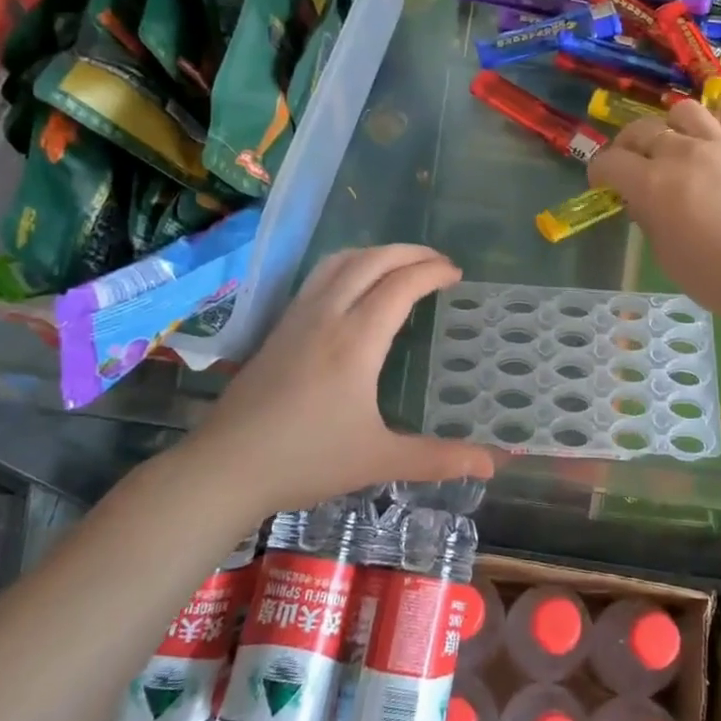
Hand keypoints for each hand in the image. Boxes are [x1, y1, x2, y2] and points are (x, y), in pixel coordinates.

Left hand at [186, 246, 493, 515]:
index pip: (401, 284)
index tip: (456, 274)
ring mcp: (298, 318)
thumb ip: (439, 458)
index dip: (432, 272)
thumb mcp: (379, 459)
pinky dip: (349, 265)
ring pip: (340, 262)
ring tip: (401, 265)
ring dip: (377, 253)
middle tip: (439, 263)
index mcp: (356, 340)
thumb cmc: (306, 461)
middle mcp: (327, 316)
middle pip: (372, 260)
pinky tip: (355, 288)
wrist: (225, 468)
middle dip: (410, 252)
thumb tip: (495, 464)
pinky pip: (320, 277)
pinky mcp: (279, 327)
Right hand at [587, 99, 720, 322]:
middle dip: (628, 145)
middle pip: (643, 130)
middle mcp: (684, 153)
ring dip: (671, 128)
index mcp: (653, 183)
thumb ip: (649, 219)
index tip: (603, 183)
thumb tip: (643, 201)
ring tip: (675, 147)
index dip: (600, 171)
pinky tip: (716, 154)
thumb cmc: (716, 277)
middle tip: (632, 164)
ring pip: (685, 112)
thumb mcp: (666, 254)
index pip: (610, 161)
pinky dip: (711, 135)